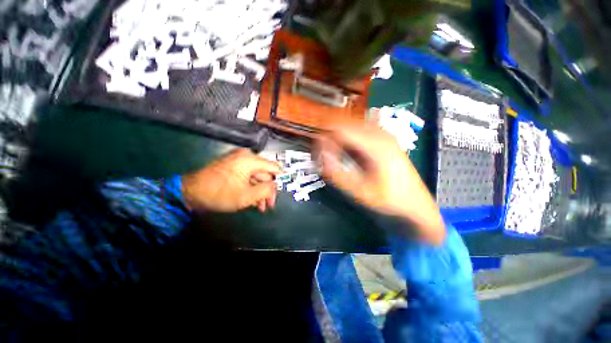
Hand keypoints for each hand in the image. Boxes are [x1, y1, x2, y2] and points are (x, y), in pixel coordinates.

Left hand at [182, 149, 281, 212]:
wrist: (190, 192)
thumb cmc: (220, 194)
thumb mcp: (247, 196)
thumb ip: (267, 190)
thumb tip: (275, 186)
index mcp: (251, 160)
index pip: (274, 168)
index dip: (280, 180)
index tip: (280, 193)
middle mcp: (246, 157)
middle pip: (265, 174)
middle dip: (267, 191)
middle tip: (268, 206)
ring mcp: (238, 161)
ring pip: (256, 177)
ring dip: (259, 191)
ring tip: (260, 207)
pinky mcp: (233, 166)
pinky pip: (247, 177)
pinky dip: (251, 188)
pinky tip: (252, 200)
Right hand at [316, 124, 444, 244]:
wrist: (416, 203)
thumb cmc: (390, 199)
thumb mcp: (361, 191)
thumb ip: (338, 174)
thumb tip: (321, 157)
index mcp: (375, 144)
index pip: (340, 129)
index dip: (324, 139)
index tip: (317, 154)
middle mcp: (380, 133)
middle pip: (344, 124)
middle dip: (329, 137)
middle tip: (323, 156)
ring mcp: (383, 134)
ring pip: (350, 125)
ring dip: (337, 137)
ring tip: (332, 155)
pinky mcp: (383, 138)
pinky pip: (358, 130)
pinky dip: (346, 138)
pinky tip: (346, 153)